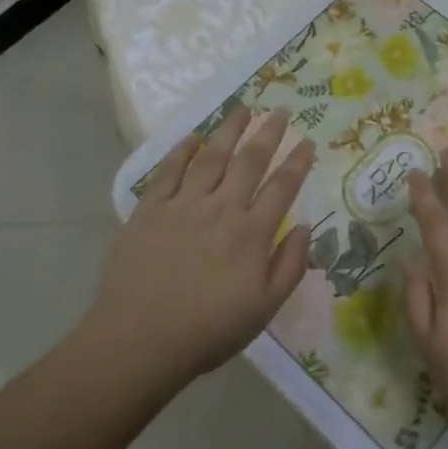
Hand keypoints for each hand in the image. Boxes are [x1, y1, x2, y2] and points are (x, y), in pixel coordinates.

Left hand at [89, 106, 313, 384]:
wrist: (140, 339)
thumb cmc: (208, 330)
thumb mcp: (264, 309)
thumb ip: (290, 266)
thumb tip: (303, 227)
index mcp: (251, 233)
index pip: (282, 187)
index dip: (298, 161)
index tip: (307, 140)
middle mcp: (221, 208)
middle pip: (250, 161)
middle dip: (269, 133)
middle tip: (281, 110)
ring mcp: (184, 204)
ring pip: (212, 156)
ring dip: (230, 130)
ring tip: (244, 109)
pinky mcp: (150, 208)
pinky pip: (169, 170)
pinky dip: (182, 150)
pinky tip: (194, 137)